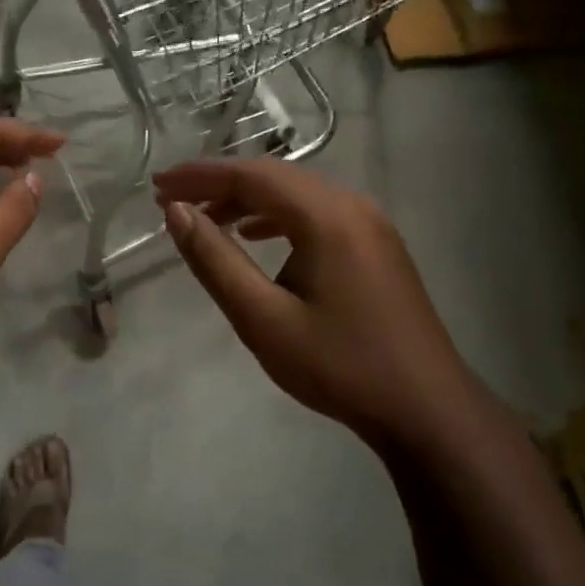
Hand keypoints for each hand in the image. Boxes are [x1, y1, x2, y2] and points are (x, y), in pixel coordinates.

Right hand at [153, 158, 484, 448]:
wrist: (427, 410)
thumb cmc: (340, 366)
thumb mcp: (263, 319)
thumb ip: (216, 261)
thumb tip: (176, 213)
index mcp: (327, 216)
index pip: (251, 175)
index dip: (199, 176)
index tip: (157, 185)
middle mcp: (352, 205)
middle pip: (274, 177)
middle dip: (219, 184)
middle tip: (172, 199)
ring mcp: (370, 223)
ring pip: (296, 193)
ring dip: (247, 200)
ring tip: (204, 218)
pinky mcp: (376, 243)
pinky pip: (317, 212)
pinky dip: (277, 216)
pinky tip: (255, 235)